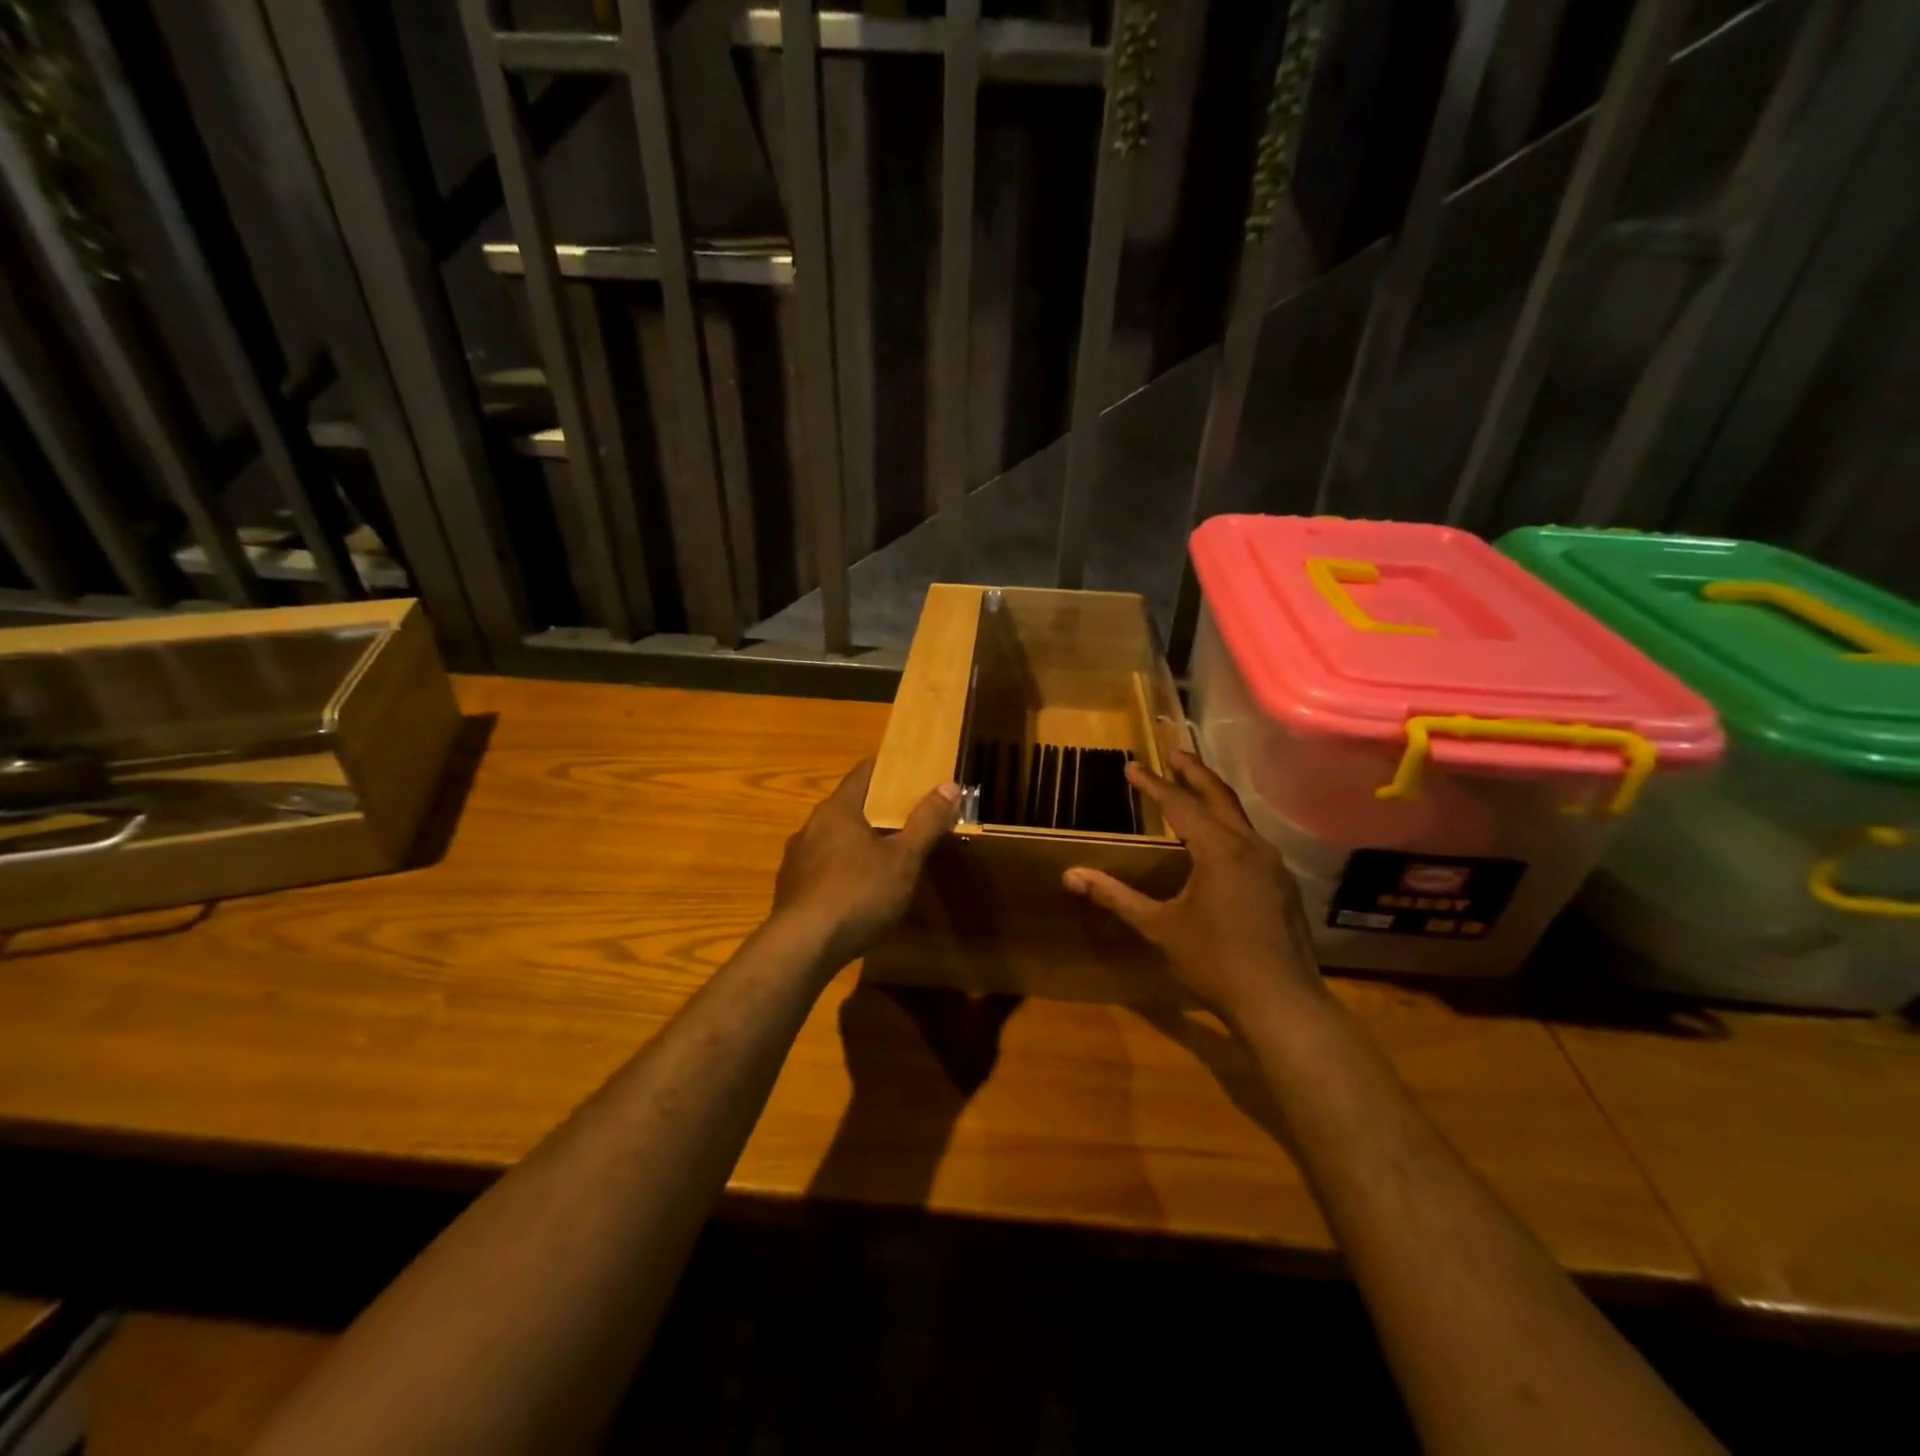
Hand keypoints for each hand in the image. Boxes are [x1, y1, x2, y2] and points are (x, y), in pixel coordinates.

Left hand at [772, 761, 960, 967]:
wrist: (803, 947)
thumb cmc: (858, 893)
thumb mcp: (904, 859)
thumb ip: (927, 822)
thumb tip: (950, 786)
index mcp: (838, 810)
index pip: (863, 773)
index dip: (889, 772)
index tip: (911, 777)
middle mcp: (811, 826)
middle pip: (848, 807)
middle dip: (876, 811)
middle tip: (907, 820)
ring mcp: (796, 859)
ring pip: (833, 840)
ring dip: (857, 844)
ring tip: (884, 858)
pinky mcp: (790, 890)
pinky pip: (822, 869)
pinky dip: (841, 871)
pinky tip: (857, 893)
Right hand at [1063, 751, 1323, 1028]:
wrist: (1281, 1004)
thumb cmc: (1215, 962)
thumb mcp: (1159, 927)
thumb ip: (1116, 897)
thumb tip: (1071, 875)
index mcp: (1220, 850)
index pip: (1180, 804)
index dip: (1153, 784)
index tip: (1132, 766)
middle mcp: (1250, 847)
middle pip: (1219, 796)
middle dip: (1194, 772)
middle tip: (1173, 751)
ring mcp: (1272, 866)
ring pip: (1240, 817)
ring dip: (1214, 797)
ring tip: (1193, 788)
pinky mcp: (1281, 885)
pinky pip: (1251, 840)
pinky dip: (1228, 825)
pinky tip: (1219, 840)